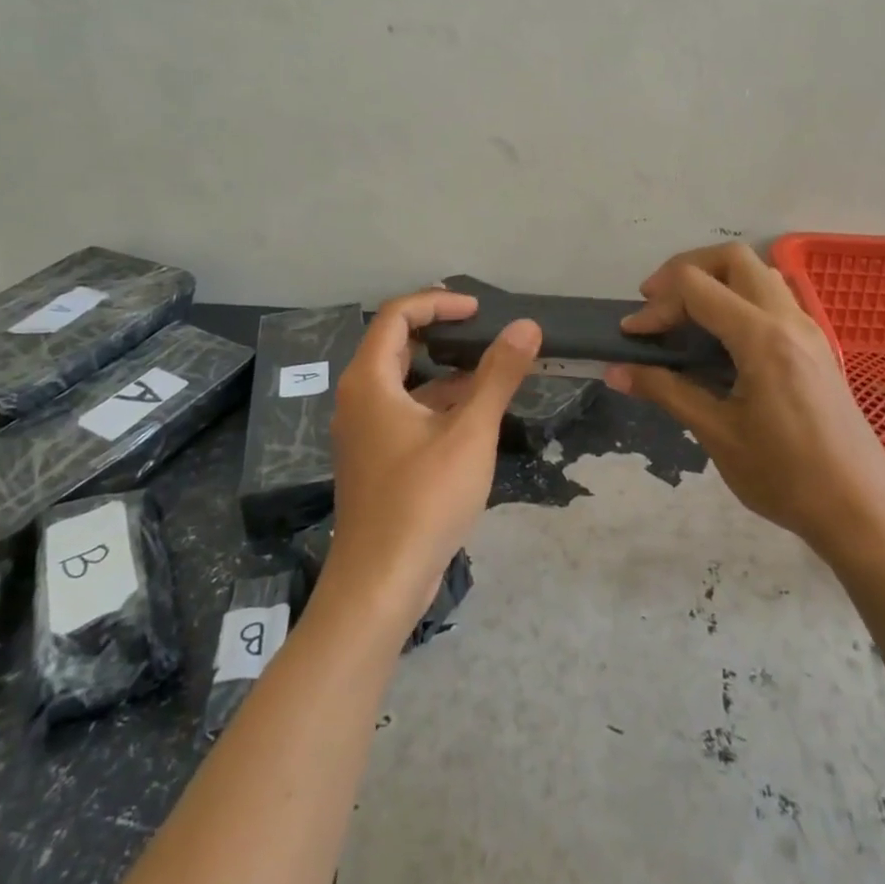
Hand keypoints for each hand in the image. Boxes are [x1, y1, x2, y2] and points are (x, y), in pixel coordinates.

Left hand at [327, 289, 540, 627]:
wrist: (380, 581)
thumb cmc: (423, 499)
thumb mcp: (470, 432)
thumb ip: (498, 375)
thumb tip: (526, 326)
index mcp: (369, 381)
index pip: (397, 316)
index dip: (438, 302)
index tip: (479, 310)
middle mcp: (358, 398)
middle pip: (395, 344)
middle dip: (440, 330)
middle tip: (483, 328)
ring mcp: (363, 431)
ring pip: (402, 381)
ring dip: (442, 369)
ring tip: (489, 368)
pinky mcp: (374, 458)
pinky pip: (403, 411)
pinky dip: (436, 402)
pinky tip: (473, 415)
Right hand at [606, 244, 884, 562]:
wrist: (861, 509)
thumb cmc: (785, 476)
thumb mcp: (716, 434)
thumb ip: (666, 391)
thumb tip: (615, 372)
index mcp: (762, 338)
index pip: (696, 287)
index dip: (655, 304)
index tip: (631, 336)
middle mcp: (789, 319)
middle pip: (731, 258)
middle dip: (685, 270)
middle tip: (656, 305)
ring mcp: (808, 328)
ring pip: (758, 272)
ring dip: (716, 280)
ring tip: (686, 317)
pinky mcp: (816, 344)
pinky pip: (774, 296)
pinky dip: (739, 297)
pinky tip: (722, 339)